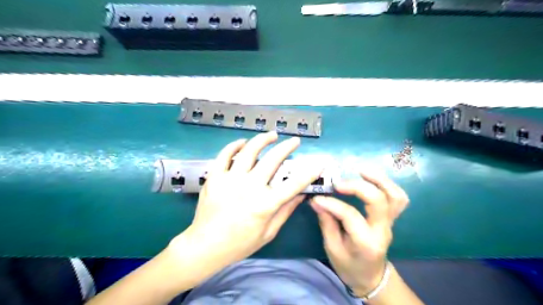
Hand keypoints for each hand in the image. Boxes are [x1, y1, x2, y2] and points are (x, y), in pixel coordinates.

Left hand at [170, 131, 321, 268]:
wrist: (206, 246)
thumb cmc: (240, 243)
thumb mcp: (268, 232)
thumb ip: (285, 211)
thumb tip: (301, 195)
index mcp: (266, 204)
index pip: (294, 184)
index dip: (309, 172)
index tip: (318, 163)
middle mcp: (250, 187)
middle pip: (273, 160)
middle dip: (288, 147)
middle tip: (294, 141)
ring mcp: (230, 179)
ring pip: (249, 151)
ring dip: (263, 140)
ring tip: (272, 134)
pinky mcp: (215, 177)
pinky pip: (224, 155)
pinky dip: (234, 145)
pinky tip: (242, 142)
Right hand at [309, 169, 406, 297]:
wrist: (371, 277)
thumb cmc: (349, 266)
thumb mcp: (332, 248)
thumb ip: (326, 222)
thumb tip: (317, 200)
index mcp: (366, 242)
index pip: (350, 215)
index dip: (332, 204)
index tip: (316, 198)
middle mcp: (382, 230)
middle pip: (378, 200)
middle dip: (357, 186)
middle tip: (337, 183)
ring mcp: (390, 223)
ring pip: (395, 196)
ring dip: (379, 179)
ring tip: (360, 170)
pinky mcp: (391, 218)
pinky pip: (398, 197)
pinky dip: (387, 184)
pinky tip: (371, 178)